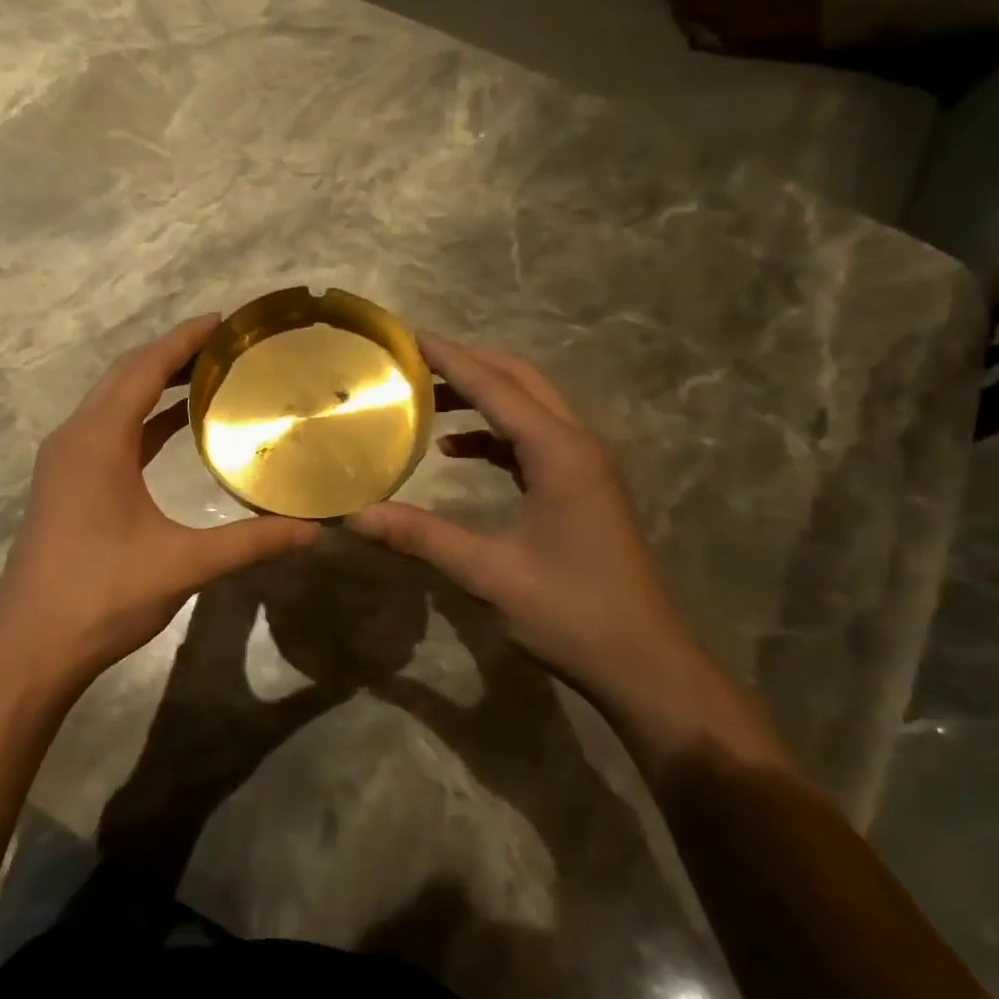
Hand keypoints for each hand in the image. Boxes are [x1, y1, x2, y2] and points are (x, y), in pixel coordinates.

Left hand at [0, 316, 319, 694]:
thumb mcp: (183, 565)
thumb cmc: (102, 595)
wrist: (30, 647)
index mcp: (97, 440)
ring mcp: (66, 462)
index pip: (145, 368)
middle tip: (229, 345)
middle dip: (174, 354)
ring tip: (210, 376)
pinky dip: (144, 419)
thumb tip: (313, 531)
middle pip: (126, 376)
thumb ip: (250, 542)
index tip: (226, 321)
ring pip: (114, 402)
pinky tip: (177, 426)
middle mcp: (75, 438)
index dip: (185, 340)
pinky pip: (109, 432)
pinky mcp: (67, 484)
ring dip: (156, 384)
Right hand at [348, 334, 769, 766]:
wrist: (644, 664)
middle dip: (467, 362)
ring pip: (529, 406)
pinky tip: (456, 449)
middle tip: (412, 358)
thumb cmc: (572, 614)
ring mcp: (583, 466)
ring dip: (482, 393)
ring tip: (426, 395)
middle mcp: (576, 445)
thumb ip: (420, 536)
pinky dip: (493, 432)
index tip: (406, 334)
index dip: (449, 357)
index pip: (495, 385)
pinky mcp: (580, 488)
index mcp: (559, 452)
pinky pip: (531, 439)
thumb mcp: (489, 573)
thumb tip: (353, 516)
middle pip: (520, 380)